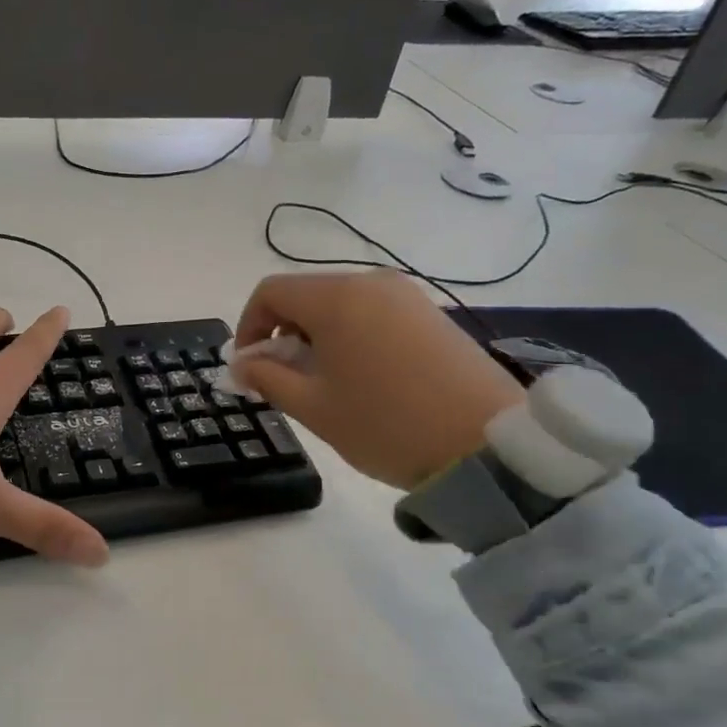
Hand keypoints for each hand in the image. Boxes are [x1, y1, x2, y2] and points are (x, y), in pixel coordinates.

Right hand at [230, 271, 524, 491]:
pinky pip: (372, 313)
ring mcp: (406, 296)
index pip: (270, 292)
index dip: (248, 327)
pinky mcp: (430, 314)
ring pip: (339, 305)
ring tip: (324, 384)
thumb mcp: (314, 408)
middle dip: (282, 334)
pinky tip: (362, 378)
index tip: (248, 368)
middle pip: (305, 295)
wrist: (486, 444)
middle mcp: (370, 283)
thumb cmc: (386, 425)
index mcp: (336, 299)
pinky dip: (350, 337)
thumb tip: (240, 364)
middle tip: (284, 382)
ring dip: (315, 337)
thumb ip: (267, 378)